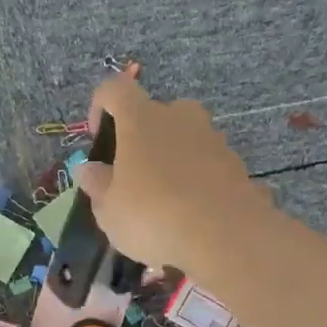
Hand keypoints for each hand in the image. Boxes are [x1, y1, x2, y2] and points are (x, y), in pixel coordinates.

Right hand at [73, 76, 270, 273]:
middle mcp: (179, 117)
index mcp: (141, 119)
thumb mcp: (109, 209)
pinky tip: (191, 216)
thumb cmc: (153, 215)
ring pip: (184, 139)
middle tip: (133, 175)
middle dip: (142, 137)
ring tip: (164, 203)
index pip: (115, 89)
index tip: (98, 138)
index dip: (100, 106)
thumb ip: (97, 184)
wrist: (227, 238)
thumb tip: (89, 168)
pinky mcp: (238, 165)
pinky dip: (196, 181)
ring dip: (171, 160)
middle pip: (155, 113)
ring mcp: (214, 139)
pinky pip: (207, 165)